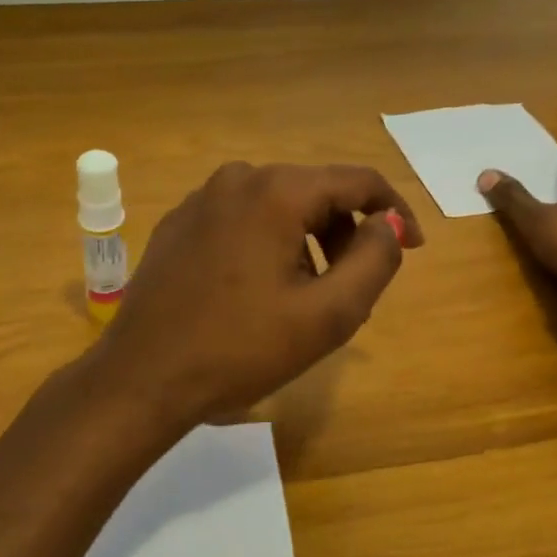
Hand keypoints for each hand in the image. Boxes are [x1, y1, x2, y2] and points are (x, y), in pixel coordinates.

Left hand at [93, 162, 424, 435]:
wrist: (143, 377)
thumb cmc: (240, 349)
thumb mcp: (327, 315)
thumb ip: (374, 260)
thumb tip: (388, 223)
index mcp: (276, 191)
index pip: (357, 180)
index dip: (394, 211)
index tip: (413, 247)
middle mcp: (237, 179)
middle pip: (315, 192)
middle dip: (345, 234)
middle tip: (354, 288)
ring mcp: (200, 199)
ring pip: (278, 207)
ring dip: (307, 243)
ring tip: (306, 298)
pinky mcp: (178, 224)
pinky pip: (241, 220)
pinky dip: (267, 244)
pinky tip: (258, 292)